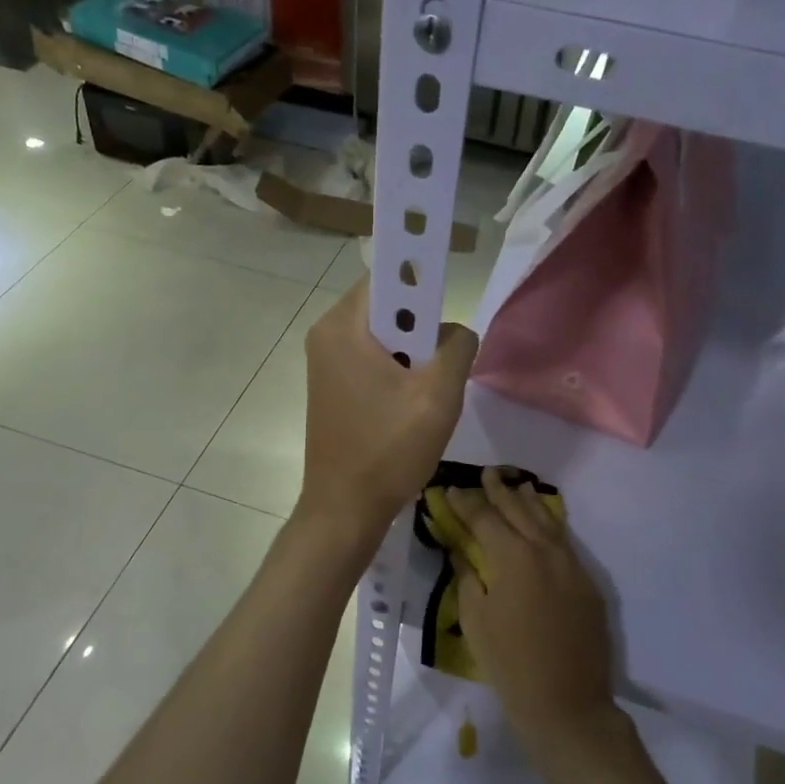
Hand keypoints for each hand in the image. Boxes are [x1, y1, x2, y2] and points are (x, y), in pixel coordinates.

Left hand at [298, 279, 476, 547]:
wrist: (344, 509)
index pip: (388, 274)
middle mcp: (327, 335)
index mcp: (343, 326)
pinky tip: (410, 405)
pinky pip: (372, 359)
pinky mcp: (332, 386)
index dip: (423, 274)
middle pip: (387, 305)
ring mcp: (326, 362)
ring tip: (428, 390)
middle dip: (422, 326)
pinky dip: (397, 370)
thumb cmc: (388, 449)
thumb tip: (456, 333)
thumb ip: (458, 347)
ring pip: (384, 335)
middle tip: (442, 361)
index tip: (450, 297)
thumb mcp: (439, 395)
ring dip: (413, 353)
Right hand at [445, 469, 619, 754]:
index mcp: (513, 558)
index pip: (485, 519)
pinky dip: (550, 526)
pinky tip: (543, 523)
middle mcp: (545, 551)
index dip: (467, 503)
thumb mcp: (475, 619)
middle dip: (500, 491)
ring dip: (529, 502)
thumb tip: (462, 551)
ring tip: (517, 485)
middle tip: (486, 473)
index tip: (453, 489)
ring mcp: (572, 566)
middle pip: (519, 511)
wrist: (566, 703)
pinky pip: (565, 543)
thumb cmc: (509, 664)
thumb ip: (468, 577)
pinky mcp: (588, 583)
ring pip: (548, 522)